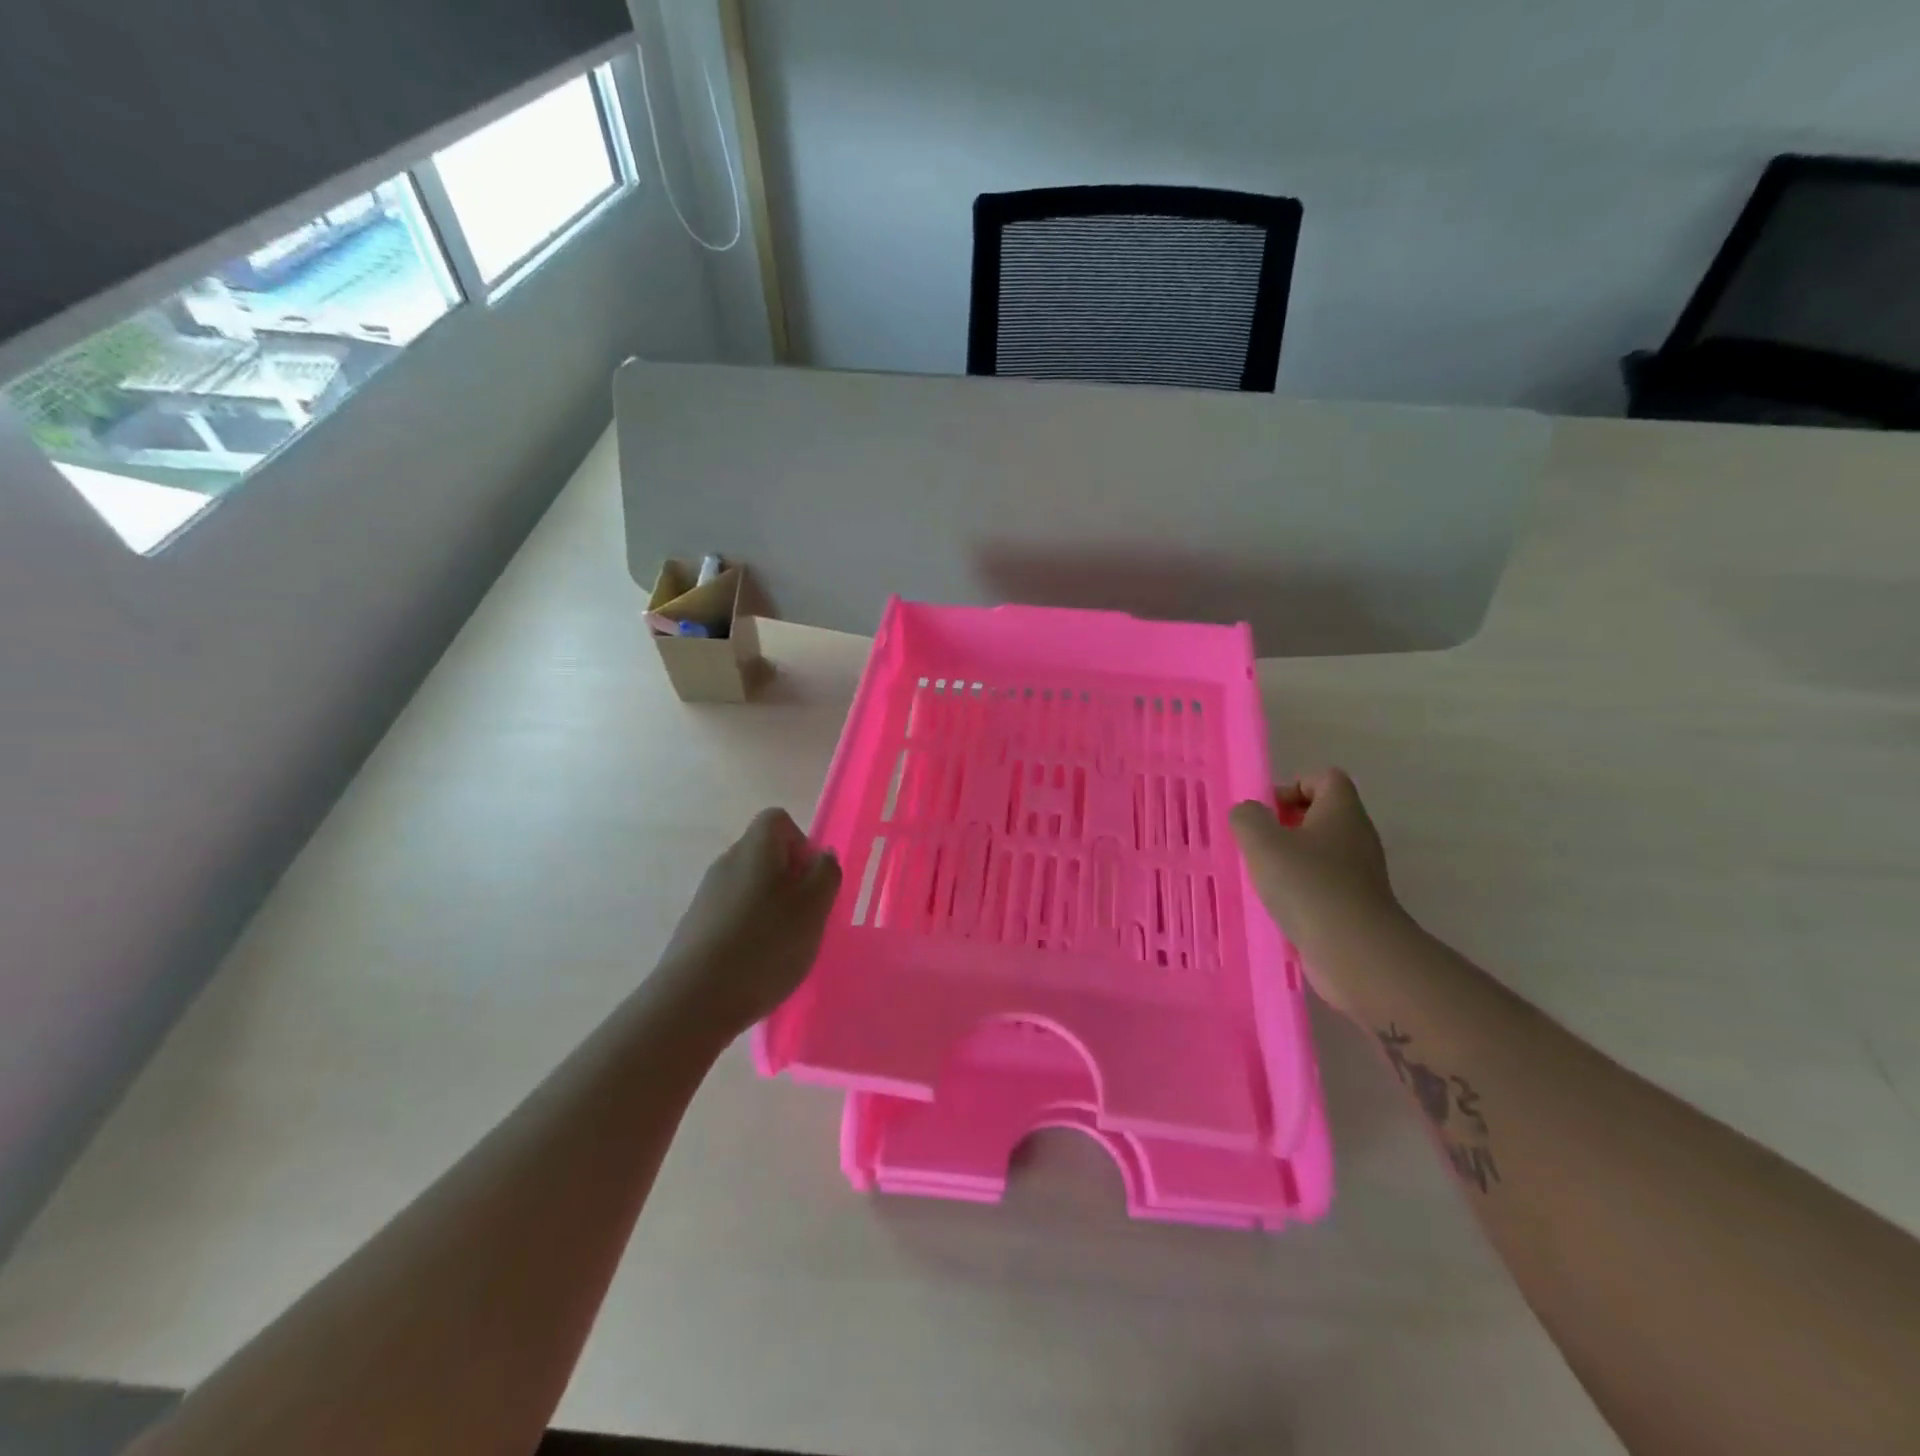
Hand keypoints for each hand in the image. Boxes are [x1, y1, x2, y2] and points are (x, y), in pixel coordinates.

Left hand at [656, 808, 841, 1033]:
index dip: (801, 843)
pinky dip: (751, 930)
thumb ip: (826, 873)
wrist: (693, 1001)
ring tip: (784, 946)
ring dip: (772, 908)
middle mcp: (727, 862)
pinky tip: (757, 963)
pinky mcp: (696, 927)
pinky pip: (733, 914)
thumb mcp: (814, 907)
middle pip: (765, 854)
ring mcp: (707, 895)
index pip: (778, 820)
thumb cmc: (765, 945)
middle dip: (791, 880)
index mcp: (756, 848)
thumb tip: (821, 855)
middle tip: (806, 917)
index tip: (811, 880)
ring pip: (750, 886)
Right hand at [1230, 770, 1398, 1012]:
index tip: (1266, 812)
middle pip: (1321, 815)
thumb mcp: (1262, 842)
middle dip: (1285, 826)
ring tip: (1261, 877)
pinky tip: (1278, 906)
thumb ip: (1247, 818)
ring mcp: (1361, 873)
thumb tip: (1249, 813)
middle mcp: (1357, 836)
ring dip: (1290, 860)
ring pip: (1320, 852)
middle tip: (1257, 844)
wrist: (1356, 952)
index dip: (1292, 786)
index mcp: (1341, 811)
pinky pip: (1324, 885)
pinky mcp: (1356, 905)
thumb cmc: (1308, 885)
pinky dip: (1301, 890)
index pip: (1324, 778)